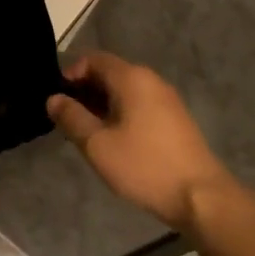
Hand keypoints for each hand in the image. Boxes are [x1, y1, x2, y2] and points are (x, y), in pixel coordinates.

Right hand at [46, 52, 245, 235]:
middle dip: (84, 92)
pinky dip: (120, 114)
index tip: (58, 101)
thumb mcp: (97, 144)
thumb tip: (53, 99)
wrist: (201, 196)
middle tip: (68, 121)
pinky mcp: (175, 119)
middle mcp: (150, 80)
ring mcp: (166, 99)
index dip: (70, 75)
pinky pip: (139, 105)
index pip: (93, 59)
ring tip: (87, 134)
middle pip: (109, 73)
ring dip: (101, 105)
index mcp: (131, 78)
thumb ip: (71, 117)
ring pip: (124, 91)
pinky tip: (114, 141)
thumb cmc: (144, 166)